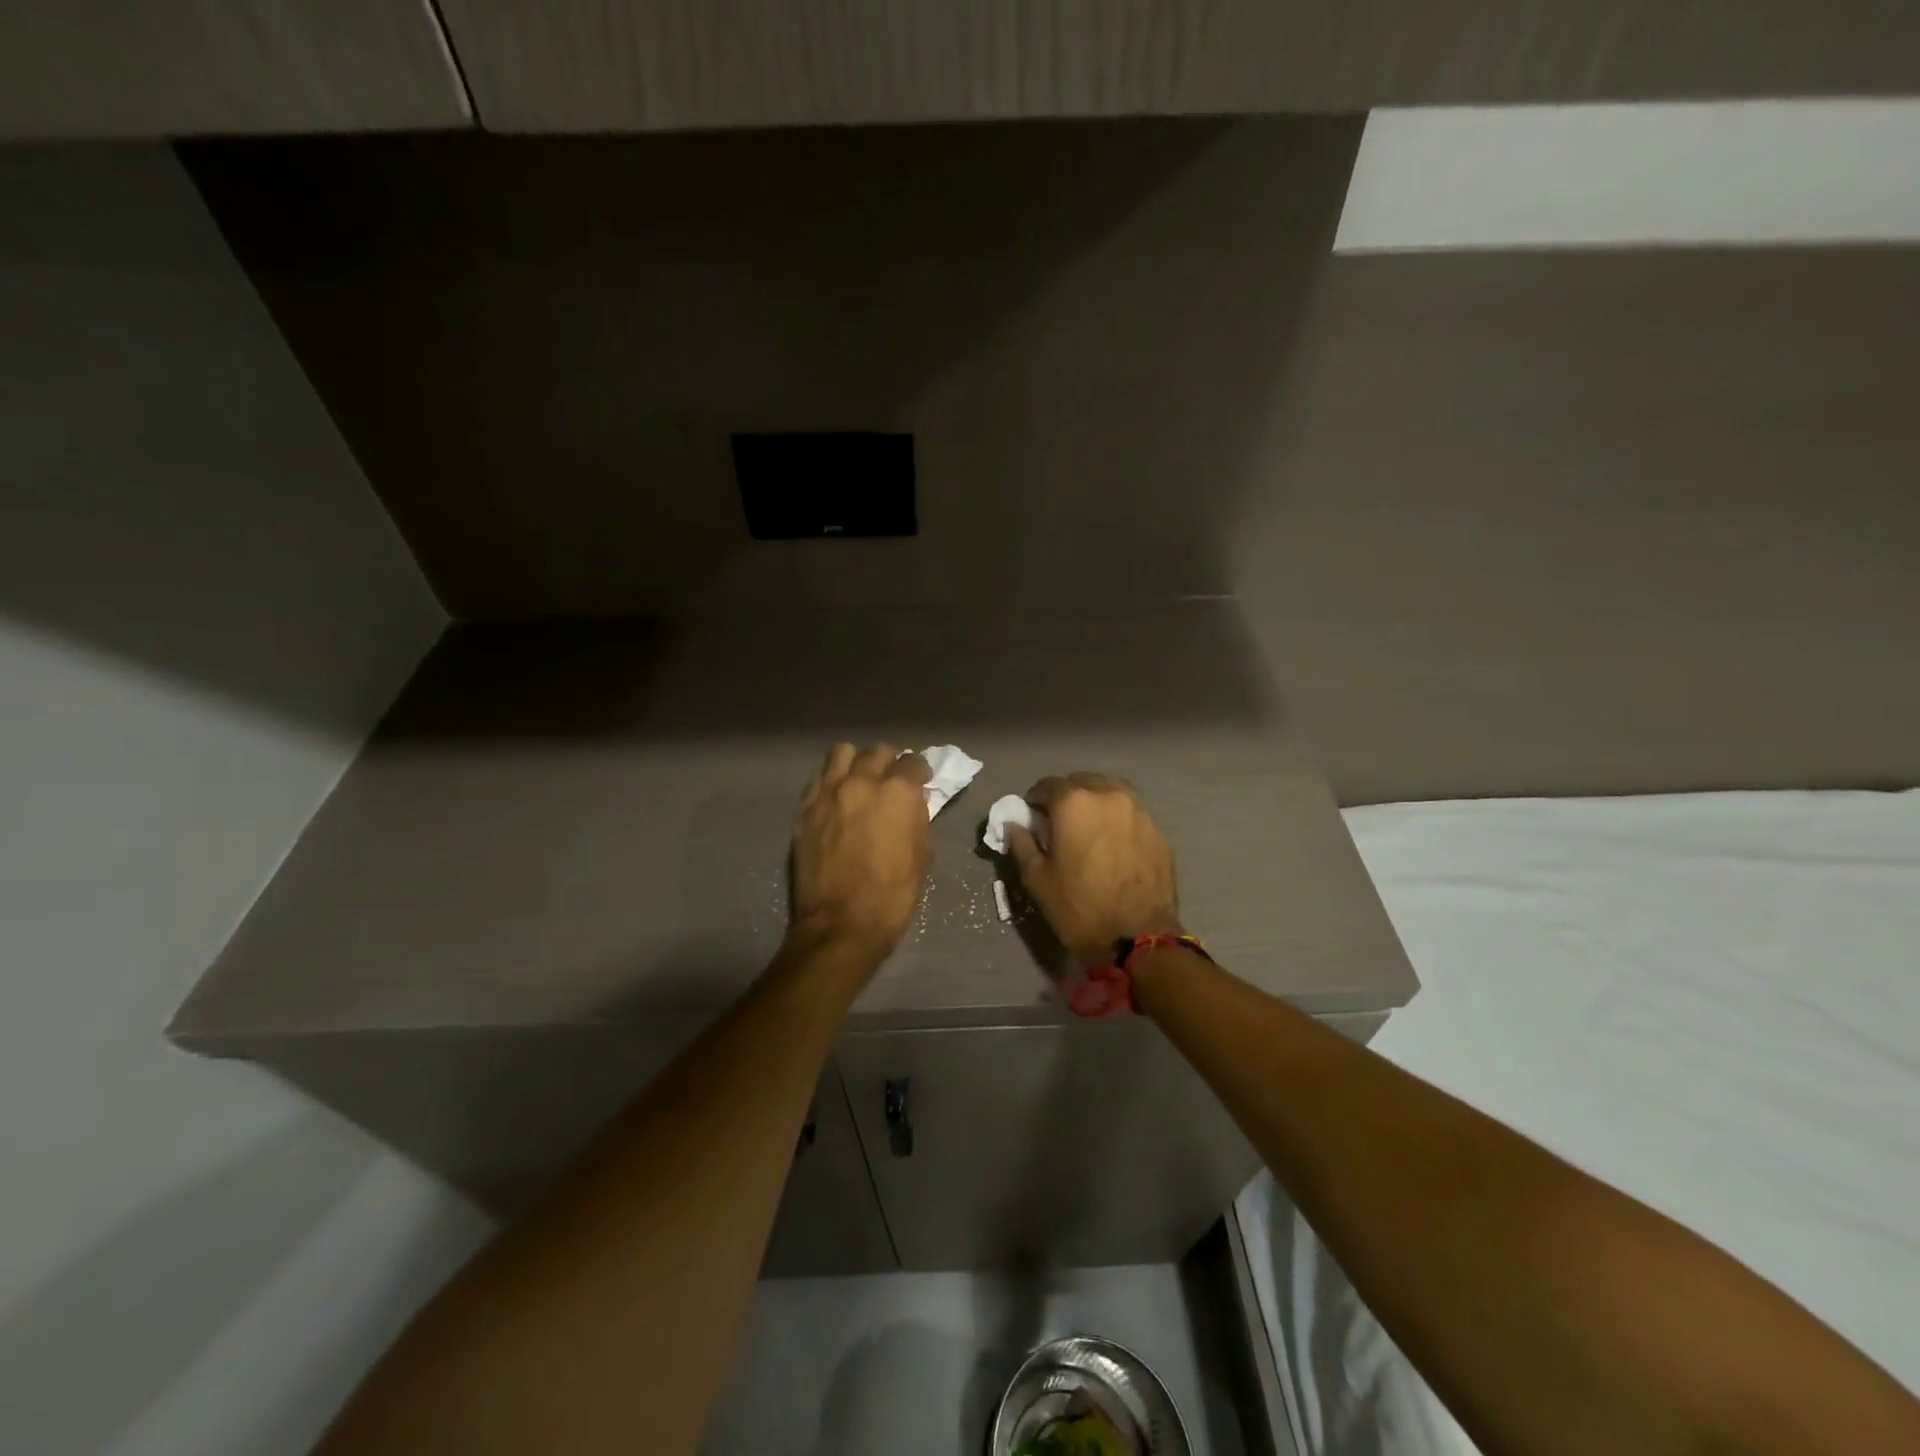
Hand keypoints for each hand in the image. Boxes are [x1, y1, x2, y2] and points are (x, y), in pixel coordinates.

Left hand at [789, 743, 932, 959]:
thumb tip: (914, 802)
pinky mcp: (805, 809)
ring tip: (859, 780)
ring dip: (855, 762)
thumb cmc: (893, 895)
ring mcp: (828, 793)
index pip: (913, 762)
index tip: (919, 780)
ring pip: (842, 753)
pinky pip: (819, 779)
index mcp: (898, 792)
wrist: (841, 924)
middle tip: (890, 780)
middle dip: (888, 763)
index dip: (919, 771)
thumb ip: (918, 819)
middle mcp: (862, 782)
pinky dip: (831, 782)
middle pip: (877, 752)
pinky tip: (836, 799)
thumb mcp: (922, 855)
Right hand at [1002, 773, 1182, 963]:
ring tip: (1089, 829)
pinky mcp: (1158, 833)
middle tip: (1061, 823)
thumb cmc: (1079, 908)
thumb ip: (1022, 844)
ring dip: (1096, 803)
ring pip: (1111, 793)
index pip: (1048, 785)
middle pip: (1082, 782)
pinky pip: (1132, 815)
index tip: (1033, 817)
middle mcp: (1109, 796)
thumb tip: (1014, 824)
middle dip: (1068, 797)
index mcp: (1075, 803)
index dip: (1036, 800)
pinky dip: (1118, 821)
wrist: (1139, 939)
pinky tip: (1113, 846)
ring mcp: (1139, 812)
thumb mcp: (1037, 880)